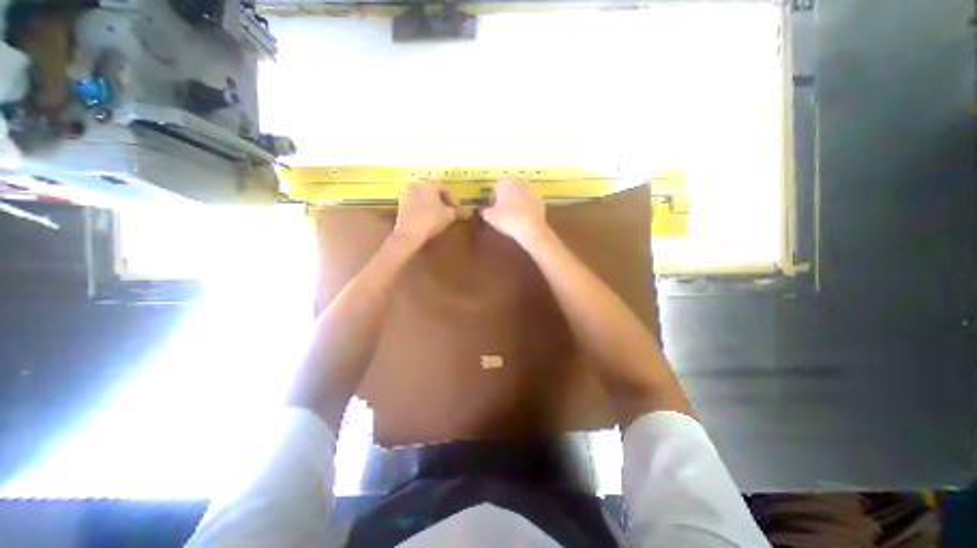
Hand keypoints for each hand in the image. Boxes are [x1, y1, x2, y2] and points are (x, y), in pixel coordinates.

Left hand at [392, 181, 464, 246]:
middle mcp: (416, 184)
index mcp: (428, 183)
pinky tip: (427, 219)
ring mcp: (406, 194)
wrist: (409, 234)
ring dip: (432, 205)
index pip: (444, 188)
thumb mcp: (450, 216)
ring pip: (424, 197)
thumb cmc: (431, 220)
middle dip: (441, 201)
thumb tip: (469, 212)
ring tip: (438, 217)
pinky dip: (423, 209)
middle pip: (433, 191)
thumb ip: (459, 211)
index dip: (453, 200)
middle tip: (448, 212)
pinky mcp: (400, 204)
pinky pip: (416, 204)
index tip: (456, 210)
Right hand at [479, 178, 547, 246]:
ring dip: (516, 202)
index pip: (496, 186)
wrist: (531, 228)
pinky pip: (529, 202)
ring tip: (512, 216)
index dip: (493, 198)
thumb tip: (485, 210)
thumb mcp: (489, 216)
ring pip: (520, 194)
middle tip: (501, 211)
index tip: (492, 208)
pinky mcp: (541, 200)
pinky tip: (522, 219)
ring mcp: (532, 190)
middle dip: (505, 198)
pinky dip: (525, 208)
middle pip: (509, 188)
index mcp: (506, 181)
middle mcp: (520, 181)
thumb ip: (484, 211)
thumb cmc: (507, 218)